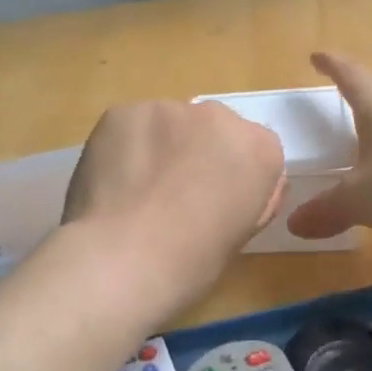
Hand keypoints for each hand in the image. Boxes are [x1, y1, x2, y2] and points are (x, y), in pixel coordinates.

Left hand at [62, 100, 285, 316]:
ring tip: (136, 192)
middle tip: (172, 195)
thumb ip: (249, 195)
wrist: (125, 259)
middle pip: (210, 128)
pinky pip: (128, 126)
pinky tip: (113, 182)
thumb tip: (239, 182)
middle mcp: (218, 116)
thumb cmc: (192, 261)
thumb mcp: (242, 233)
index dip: (231, 175)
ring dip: (157, 148)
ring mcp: (167, 109)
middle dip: (196, 153)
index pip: (253, 148)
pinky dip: (123, 147)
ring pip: (166, 124)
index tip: (212, 201)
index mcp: (258, 149)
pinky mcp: (123, 112)